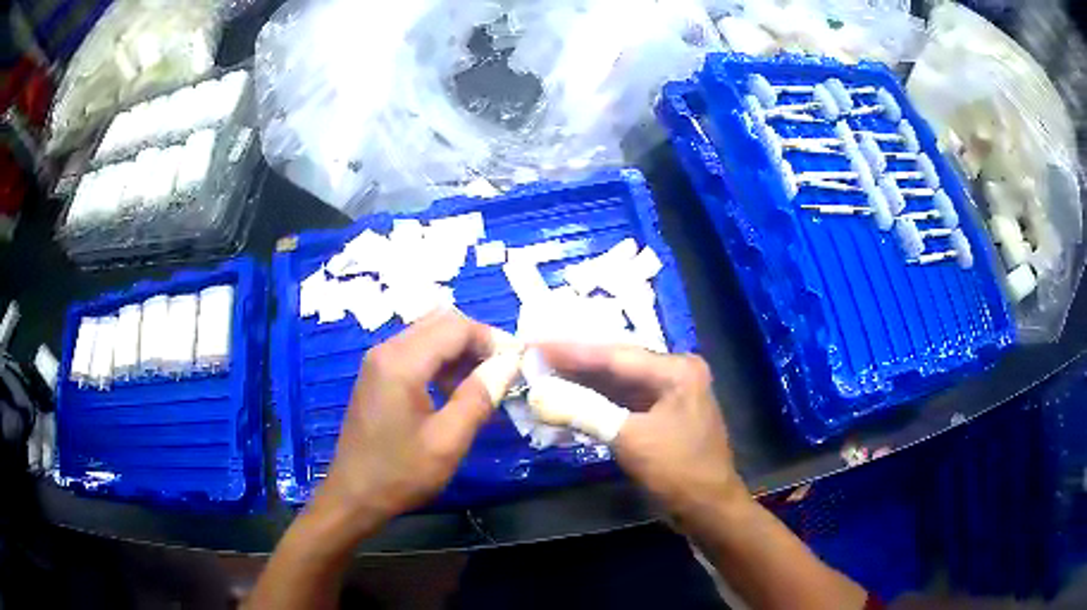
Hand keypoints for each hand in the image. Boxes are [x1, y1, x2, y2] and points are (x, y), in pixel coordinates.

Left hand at [313, 309, 521, 530]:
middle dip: (476, 341)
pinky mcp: (377, 374)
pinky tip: (453, 391)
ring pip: (428, 334)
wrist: (354, 496)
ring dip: (459, 351)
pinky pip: (415, 351)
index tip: (516, 364)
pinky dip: (440, 361)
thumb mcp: (448, 441)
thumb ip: (480, 397)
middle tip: (501, 373)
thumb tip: (509, 363)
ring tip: (482, 384)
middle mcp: (386, 350)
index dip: (490, 339)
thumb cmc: (401, 473)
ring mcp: (378, 360)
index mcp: (401, 362)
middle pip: (440, 322)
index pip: (455, 326)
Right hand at [537, 344, 747, 518]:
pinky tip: (567, 400)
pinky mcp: (660, 415)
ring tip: (541, 375)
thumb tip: (539, 391)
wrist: (708, 510)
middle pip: (615, 364)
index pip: (615, 354)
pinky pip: (621, 402)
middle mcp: (674, 373)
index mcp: (676, 370)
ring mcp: (668, 395)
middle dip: (574, 363)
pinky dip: (594, 403)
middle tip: (533, 354)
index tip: (533, 344)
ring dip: (581, 383)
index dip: (570, 350)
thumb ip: (585, 410)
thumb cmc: (678, 471)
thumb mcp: (630, 439)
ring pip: (616, 383)